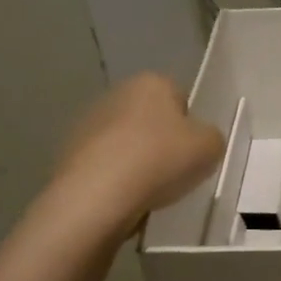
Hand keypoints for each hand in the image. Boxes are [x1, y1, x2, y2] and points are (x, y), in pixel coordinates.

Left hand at [52, 74, 224, 230]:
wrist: (98, 195)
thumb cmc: (161, 159)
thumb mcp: (211, 147)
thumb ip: (212, 138)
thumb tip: (200, 141)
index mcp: (152, 82)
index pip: (181, 98)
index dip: (191, 126)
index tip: (193, 151)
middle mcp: (117, 93)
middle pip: (151, 119)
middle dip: (162, 142)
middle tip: (175, 171)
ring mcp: (88, 123)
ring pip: (127, 142)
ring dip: (138, 161)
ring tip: (149, 191)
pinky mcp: (69, 153)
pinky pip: (106, 165)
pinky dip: (116, 179)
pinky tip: (125, 198)